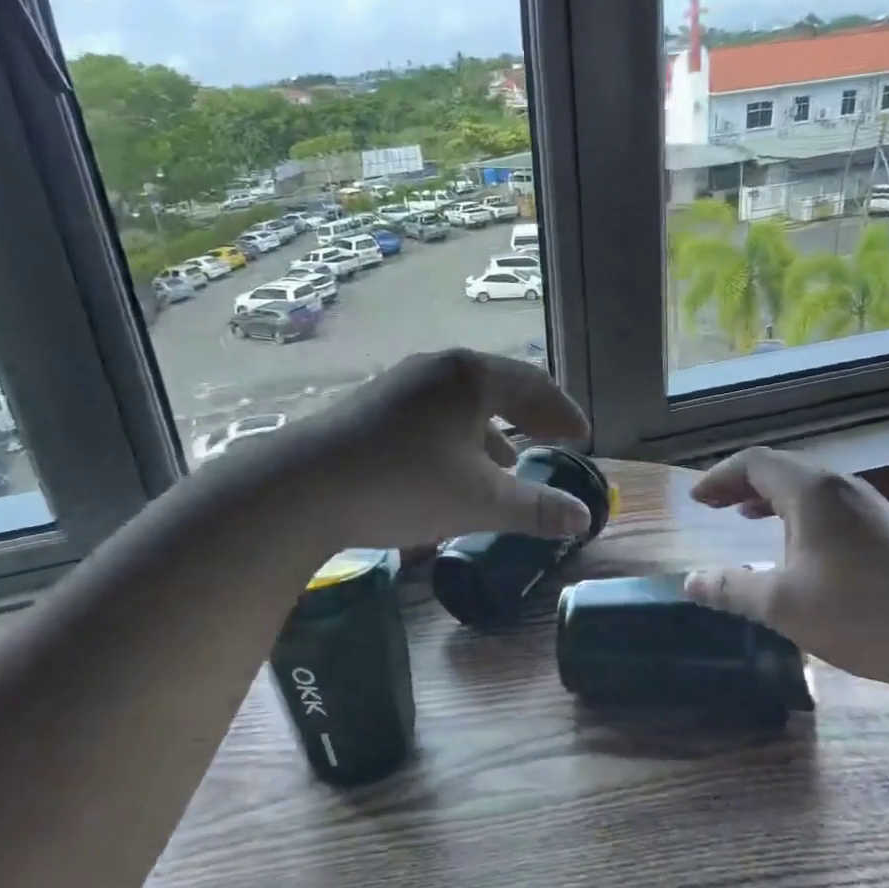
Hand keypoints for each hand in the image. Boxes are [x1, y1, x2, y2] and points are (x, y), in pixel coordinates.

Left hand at [288, 349, 594, 550]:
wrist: (303, 488)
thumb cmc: (404, 484)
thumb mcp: (479, 501)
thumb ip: (536, 509)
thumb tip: (584, 518)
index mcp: (470, 377)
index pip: (534, 385)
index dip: (563, 413)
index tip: (582, 438)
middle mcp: (437, 369)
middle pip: (498, 387)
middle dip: (531, 417)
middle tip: (555, 440)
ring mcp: (400, 384)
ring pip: (462, 403)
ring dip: (493, 431)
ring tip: (509, 462)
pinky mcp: (373, 407)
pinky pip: (433, 414)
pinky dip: (458, 437)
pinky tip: (452, 468)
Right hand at [682, 447, 888, 694]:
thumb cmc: (861, 613)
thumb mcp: (783, 604)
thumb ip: (731, 588)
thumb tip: (690, 582)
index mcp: (811, 492)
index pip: (754, 463)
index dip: (719, 477)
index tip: (696, 499)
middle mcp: (840, 487)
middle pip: (781, 469)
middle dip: (740, 484)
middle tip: (713, 505)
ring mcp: (868, 506)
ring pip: (807, 486)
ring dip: (770, 497)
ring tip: (745, 516)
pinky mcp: (887, 529)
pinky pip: (828, 504)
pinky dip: (797, 512)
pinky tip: (797, 544)